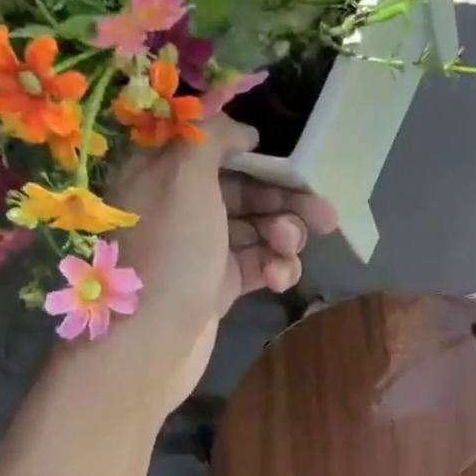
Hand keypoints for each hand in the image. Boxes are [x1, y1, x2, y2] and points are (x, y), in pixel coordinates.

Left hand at [103, 116, 339, 411]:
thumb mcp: (184, 177)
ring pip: (256, 231)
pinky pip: (256, 266)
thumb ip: (211, 138)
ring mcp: (200, 251)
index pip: (216, 151)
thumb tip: (242, 130)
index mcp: (162, 174)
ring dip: (283, 237)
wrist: (149, 344)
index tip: (291, 167)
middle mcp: (180, 208)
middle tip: (325, 217)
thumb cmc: (169, 253)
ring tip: (289, 250)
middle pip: (243, 193)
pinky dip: (274, 268)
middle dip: (285, 202)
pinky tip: (279, 279)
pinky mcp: (217, 287)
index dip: (256, 157)